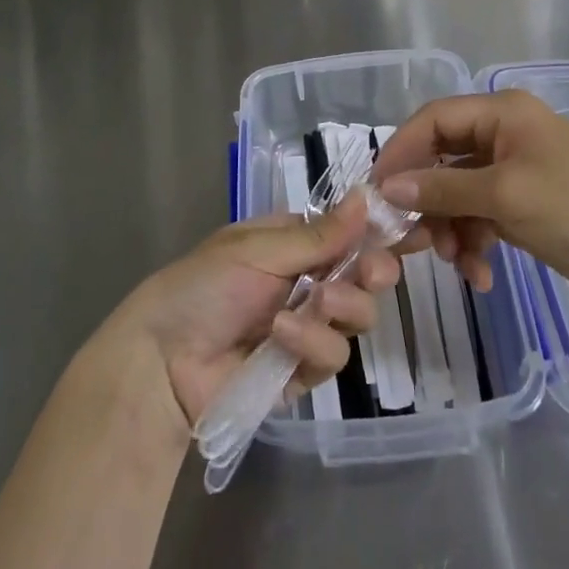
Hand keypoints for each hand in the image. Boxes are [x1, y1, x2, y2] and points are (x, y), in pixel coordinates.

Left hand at [121, 191, 399, 432]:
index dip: (376, 232)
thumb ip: (319, 235)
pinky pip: (332, 356)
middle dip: (373, 271)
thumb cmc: (206, 285)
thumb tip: (368, 197)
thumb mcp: (259, 250)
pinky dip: (312, 345)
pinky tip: (281, 337)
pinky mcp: (302, 372)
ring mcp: (306, 326)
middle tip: (372, 273)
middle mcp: (306, 280)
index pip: (348, 232)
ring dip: (342, 306)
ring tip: (314, 304)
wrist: (163, 361)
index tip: (406, 233)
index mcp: (293, 242)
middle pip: (364, 275)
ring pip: (357, 316)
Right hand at [374, 91, 568, 296]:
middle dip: (426, 201)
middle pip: (442, 159)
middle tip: (407, 238)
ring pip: (456, 193)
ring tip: (455, 261)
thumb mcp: (503, 195)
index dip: (402, 151)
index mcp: (500, 114)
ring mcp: (511, 171)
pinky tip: (479, 274)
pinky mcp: (519, 203)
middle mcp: (502, 135)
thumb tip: (387, 188)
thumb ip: (442, 189)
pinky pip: (478, 216)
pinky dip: (473, 242)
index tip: (377, 190)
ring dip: (450, 228)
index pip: (433, 120)